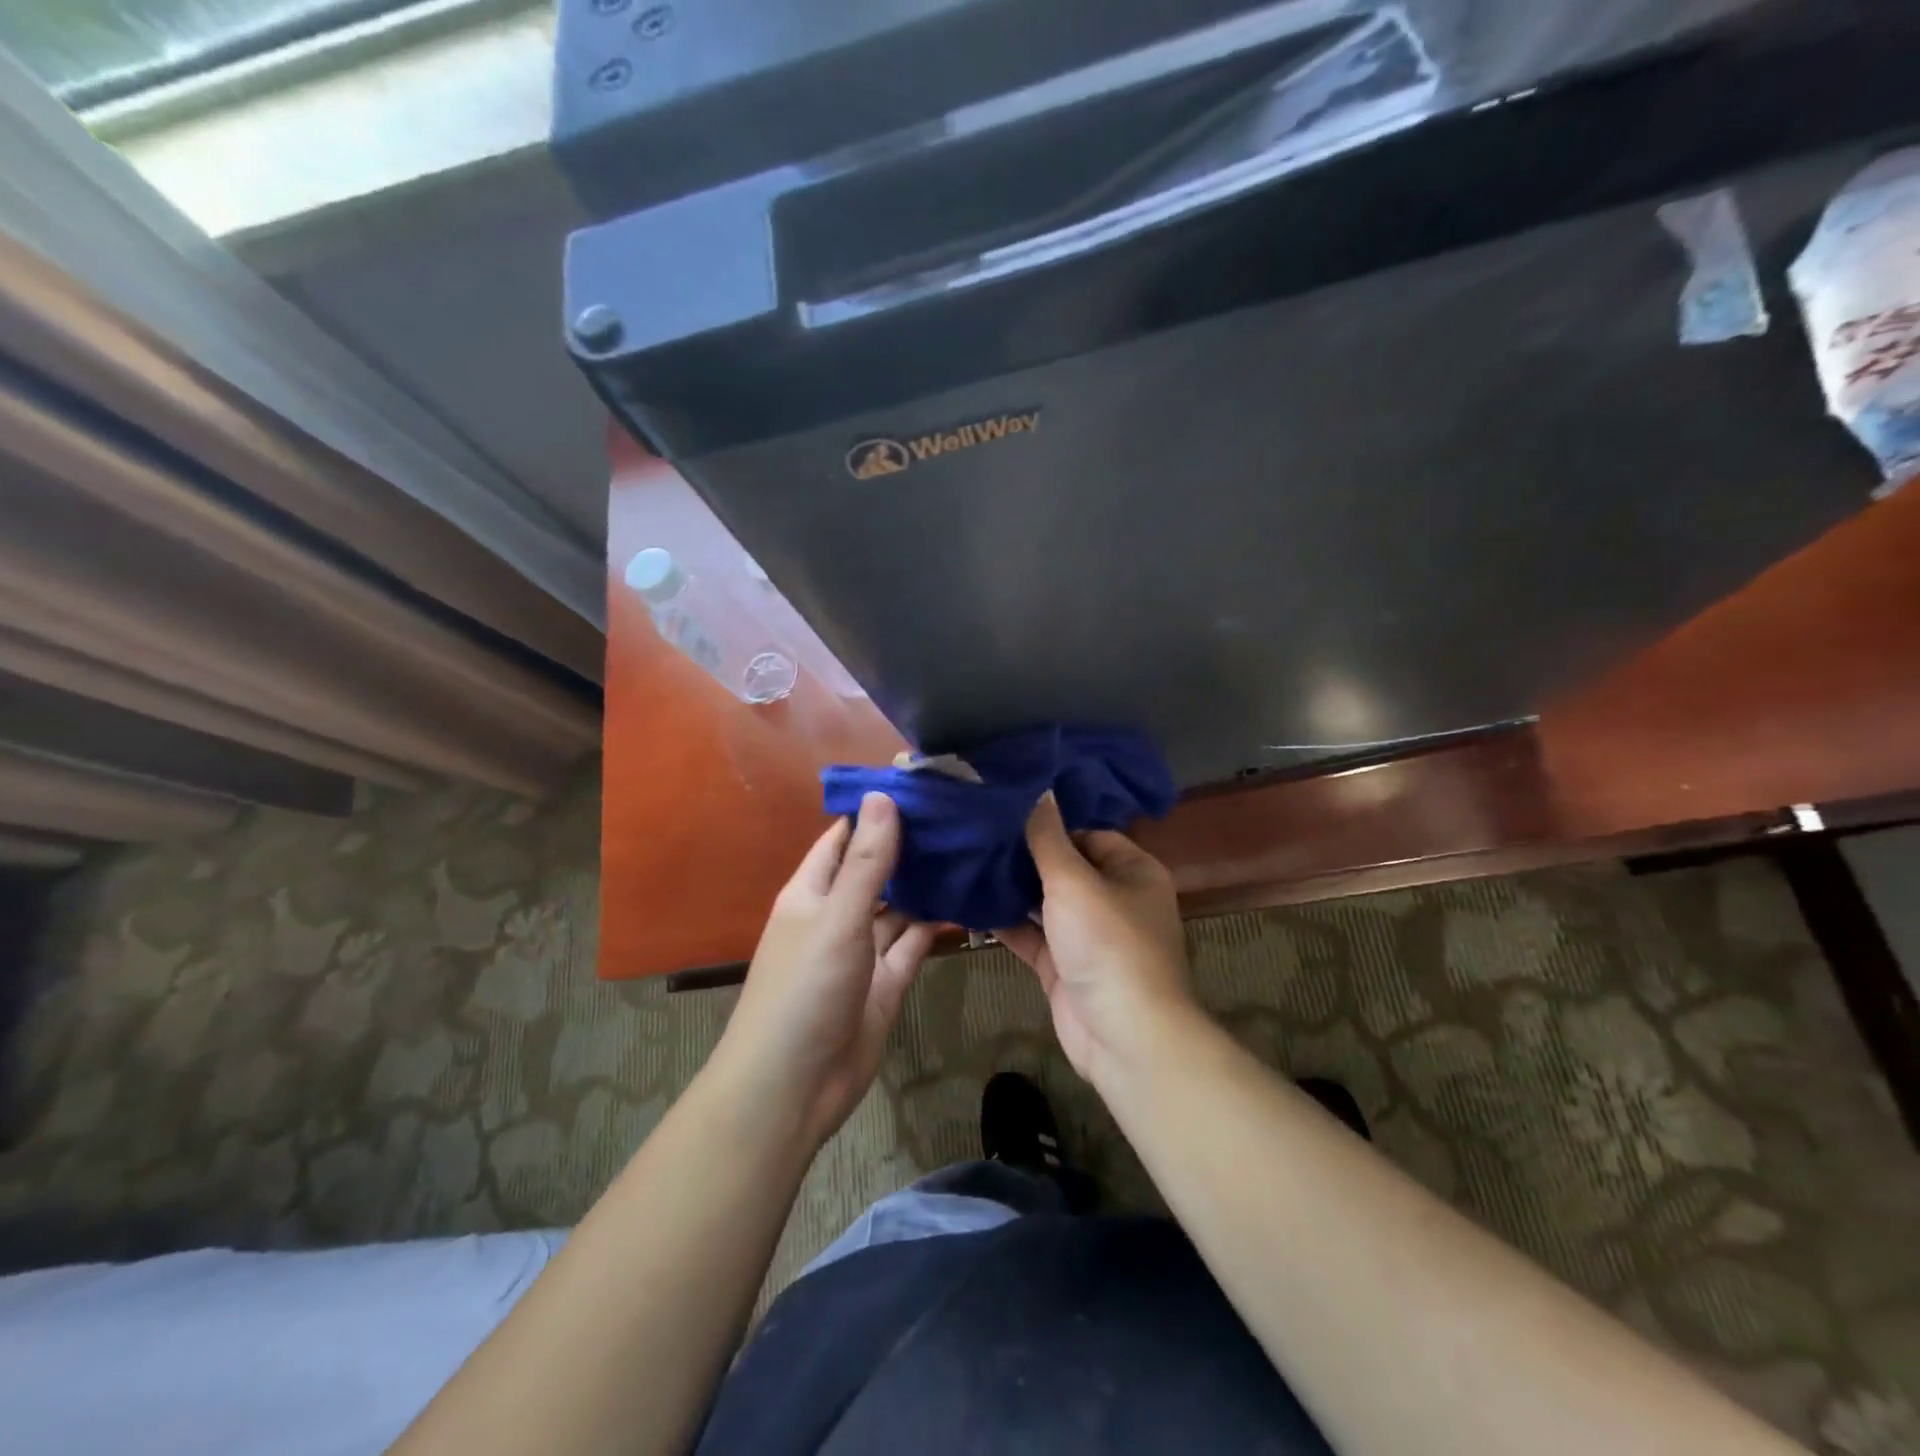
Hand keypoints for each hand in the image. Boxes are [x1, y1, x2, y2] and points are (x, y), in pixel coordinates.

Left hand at [713, 792, 936, 1146]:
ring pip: (898, 907)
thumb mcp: (837, 917)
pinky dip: (935, 924)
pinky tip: (968, 900)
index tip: (921, 787)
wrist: (794, 1087)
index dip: (875, 812)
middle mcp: (836, 915)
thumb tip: (882, 795)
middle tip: (961, 816)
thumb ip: (866, 861)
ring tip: (972, 850)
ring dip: (926, 885)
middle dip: (910, 847)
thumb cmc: (804, 989)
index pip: (843, 838)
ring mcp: (862, 950)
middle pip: (876, 870)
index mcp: (811, 892)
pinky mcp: (886, 982)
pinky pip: (913, 943)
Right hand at [994, 794, 1199, 1085]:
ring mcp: (1087, 936)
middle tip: (977, 834)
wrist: (1122, 1035)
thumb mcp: (1074, 880)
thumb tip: (1038, 787)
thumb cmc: (1106, 943)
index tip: (1006, 812)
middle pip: (1064, 867)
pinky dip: (1005, 923)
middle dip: (1024, 856)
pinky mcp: (1064, 966)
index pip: (1088, 834)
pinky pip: (1031, 935)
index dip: (1050, 824)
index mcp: (1133, 871)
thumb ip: (1048, 836)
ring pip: (1044, 903)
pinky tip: (968, 904)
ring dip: (1011, 889)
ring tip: (965, 861)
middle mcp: (1114, 899)